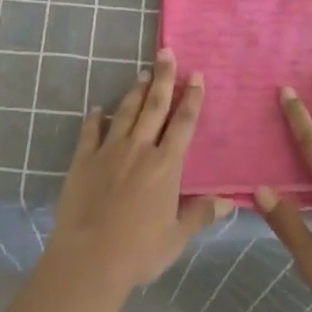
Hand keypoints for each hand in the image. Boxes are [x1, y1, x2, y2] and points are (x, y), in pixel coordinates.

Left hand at [45, 50, 231, 295]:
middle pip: (155, 106)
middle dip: (164, 78)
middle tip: (166, 53)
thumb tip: (228, 202)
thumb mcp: (176, 237)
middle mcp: (140, 149)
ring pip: (126, 112)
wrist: (89, 258)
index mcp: (165, 166)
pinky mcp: (83, 159)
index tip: (196, 76)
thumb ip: (200, 215)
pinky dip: (94, 118)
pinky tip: (97, 108)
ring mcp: (109, 151)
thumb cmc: (138, 251)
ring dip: (136, 91)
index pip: (183, 124)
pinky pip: (90, 131)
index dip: (192, 99)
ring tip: (143, 73)